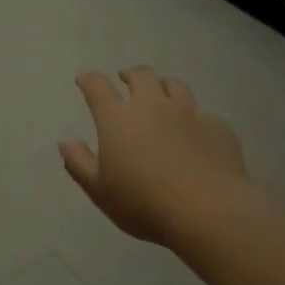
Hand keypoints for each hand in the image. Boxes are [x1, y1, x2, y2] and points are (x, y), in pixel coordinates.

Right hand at [60, 67, 246, 244]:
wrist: (207, 210)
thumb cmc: (143, 202)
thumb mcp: (99, 190)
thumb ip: (79, 164)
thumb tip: (66, 143)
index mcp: (118, 120)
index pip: (98, 88)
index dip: (89, 80)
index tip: (83, 79)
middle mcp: (153, 107)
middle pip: (141, 76)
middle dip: (130, 74)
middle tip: (125, 78)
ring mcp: (189, 114)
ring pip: (176, 86)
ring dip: (164, 85)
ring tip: (162, 92)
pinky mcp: (218, 128)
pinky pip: (204, 114)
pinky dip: (195, 118)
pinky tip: (196, 130)